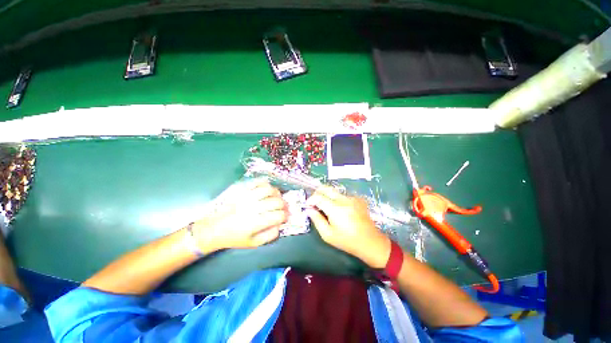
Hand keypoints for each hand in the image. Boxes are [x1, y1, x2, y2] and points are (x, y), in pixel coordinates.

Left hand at [191, 181, 287, 252]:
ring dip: (277, 194)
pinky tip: (267, 189)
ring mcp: (247, 196)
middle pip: (277, 202)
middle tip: (283, 208)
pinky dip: (266, 183)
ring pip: (270, 189)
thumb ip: (270, 235)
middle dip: (284, 205)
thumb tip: (280, 225)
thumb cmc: (234, 237)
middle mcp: (253, 208)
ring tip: (276, 198)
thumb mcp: (253, 243)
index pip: (279, 215)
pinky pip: (258, 182)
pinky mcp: (241, 190)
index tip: (285, 217)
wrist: (213, 228)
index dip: (286, 216)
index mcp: (256, 222)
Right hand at [306, 186, 389, 267]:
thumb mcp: (328, 234)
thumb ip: (316, 220)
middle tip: (314, 202)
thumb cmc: (347, 241)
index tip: (307, 205)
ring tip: (325, 208)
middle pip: (326, 188)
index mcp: (336, 209)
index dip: (310, 200)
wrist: (370, 242)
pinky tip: (338, 210)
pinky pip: (342, 195)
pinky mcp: (357, 199)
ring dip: (327, 196)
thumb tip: (309, 209)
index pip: (318, 197)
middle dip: (317, 193)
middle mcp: (344, 199)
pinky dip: (336, 199)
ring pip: (334, 191)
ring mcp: (352, 198)